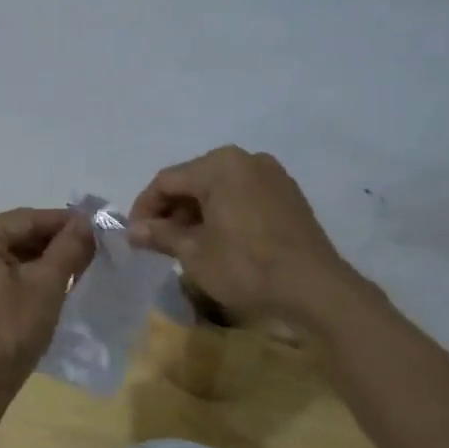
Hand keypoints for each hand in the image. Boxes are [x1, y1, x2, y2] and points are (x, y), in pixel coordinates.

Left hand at [0, 208, 94, 404]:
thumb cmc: (9, 331)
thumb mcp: (46, 285)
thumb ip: (69, 247)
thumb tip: (89, 220)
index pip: (26, 219)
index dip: (65, 221)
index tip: (98, 224)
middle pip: (15, 233)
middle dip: (53, 240)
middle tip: (92, 246)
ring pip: (8, 251)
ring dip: (41, 257)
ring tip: (78, 263)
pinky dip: (24, 272)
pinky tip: (51, 280)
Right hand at [129, 146, 373, 326]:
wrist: (315, 288)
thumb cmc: (246, 266)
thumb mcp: (195, 253)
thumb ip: (161, 234)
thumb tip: (134, 230)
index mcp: (219, 165)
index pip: (167, 180)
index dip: (145, 208)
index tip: (135, 236)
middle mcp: (245, 159)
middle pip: (194, 180)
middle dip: (172, 211)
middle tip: (159, 242)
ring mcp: (271, 175)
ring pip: (219, 189)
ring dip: (198, 213)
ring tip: (187, 245)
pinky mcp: (288, 195)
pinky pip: (243, 196)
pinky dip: (224, 214)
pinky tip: (220, 241)